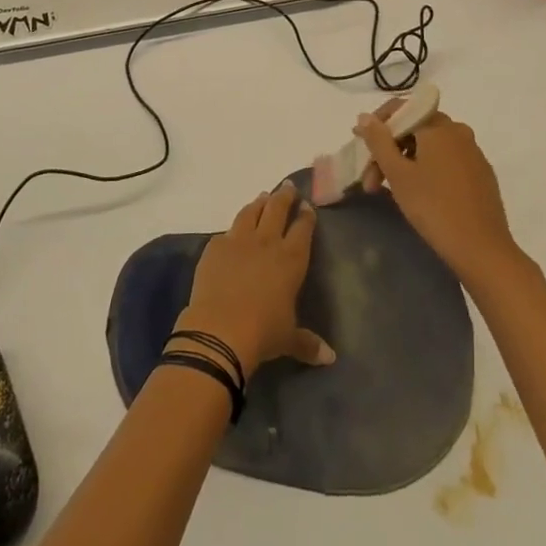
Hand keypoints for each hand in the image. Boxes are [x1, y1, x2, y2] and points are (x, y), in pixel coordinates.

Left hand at [176, 185, 333, 376]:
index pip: (302, 229)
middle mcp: (266, 242)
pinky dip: (233, 229)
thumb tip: (330, 358)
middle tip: (287, 187)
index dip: (306, 216)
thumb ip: (308, 343)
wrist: (220, 330)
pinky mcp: (214, 247)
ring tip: (263, 197)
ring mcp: (238, 241)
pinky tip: (233, 231)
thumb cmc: (263, 333)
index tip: (307, 206)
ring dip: (259, 203)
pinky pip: (226, 232)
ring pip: (251, 212)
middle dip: (284, 196)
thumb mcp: (289, 339)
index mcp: (291, 259)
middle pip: (277, 209)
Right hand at [355, 107, 519, 279]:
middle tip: (370, 180)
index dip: (377, 124)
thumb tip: (365, 116)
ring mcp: (473, 153)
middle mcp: (458, 132)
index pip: (402, 108)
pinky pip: (447, 160)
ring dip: (405, 162)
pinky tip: (418, 193)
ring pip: (430, 147)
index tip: (361, 144)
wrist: (482, 249)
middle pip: (415, 129)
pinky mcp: (481, 174)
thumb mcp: (398, 174)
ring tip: (388, 191)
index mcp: (439, 126)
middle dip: (388, 150)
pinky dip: (427, 169)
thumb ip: (379, 141)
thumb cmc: (433, 207)